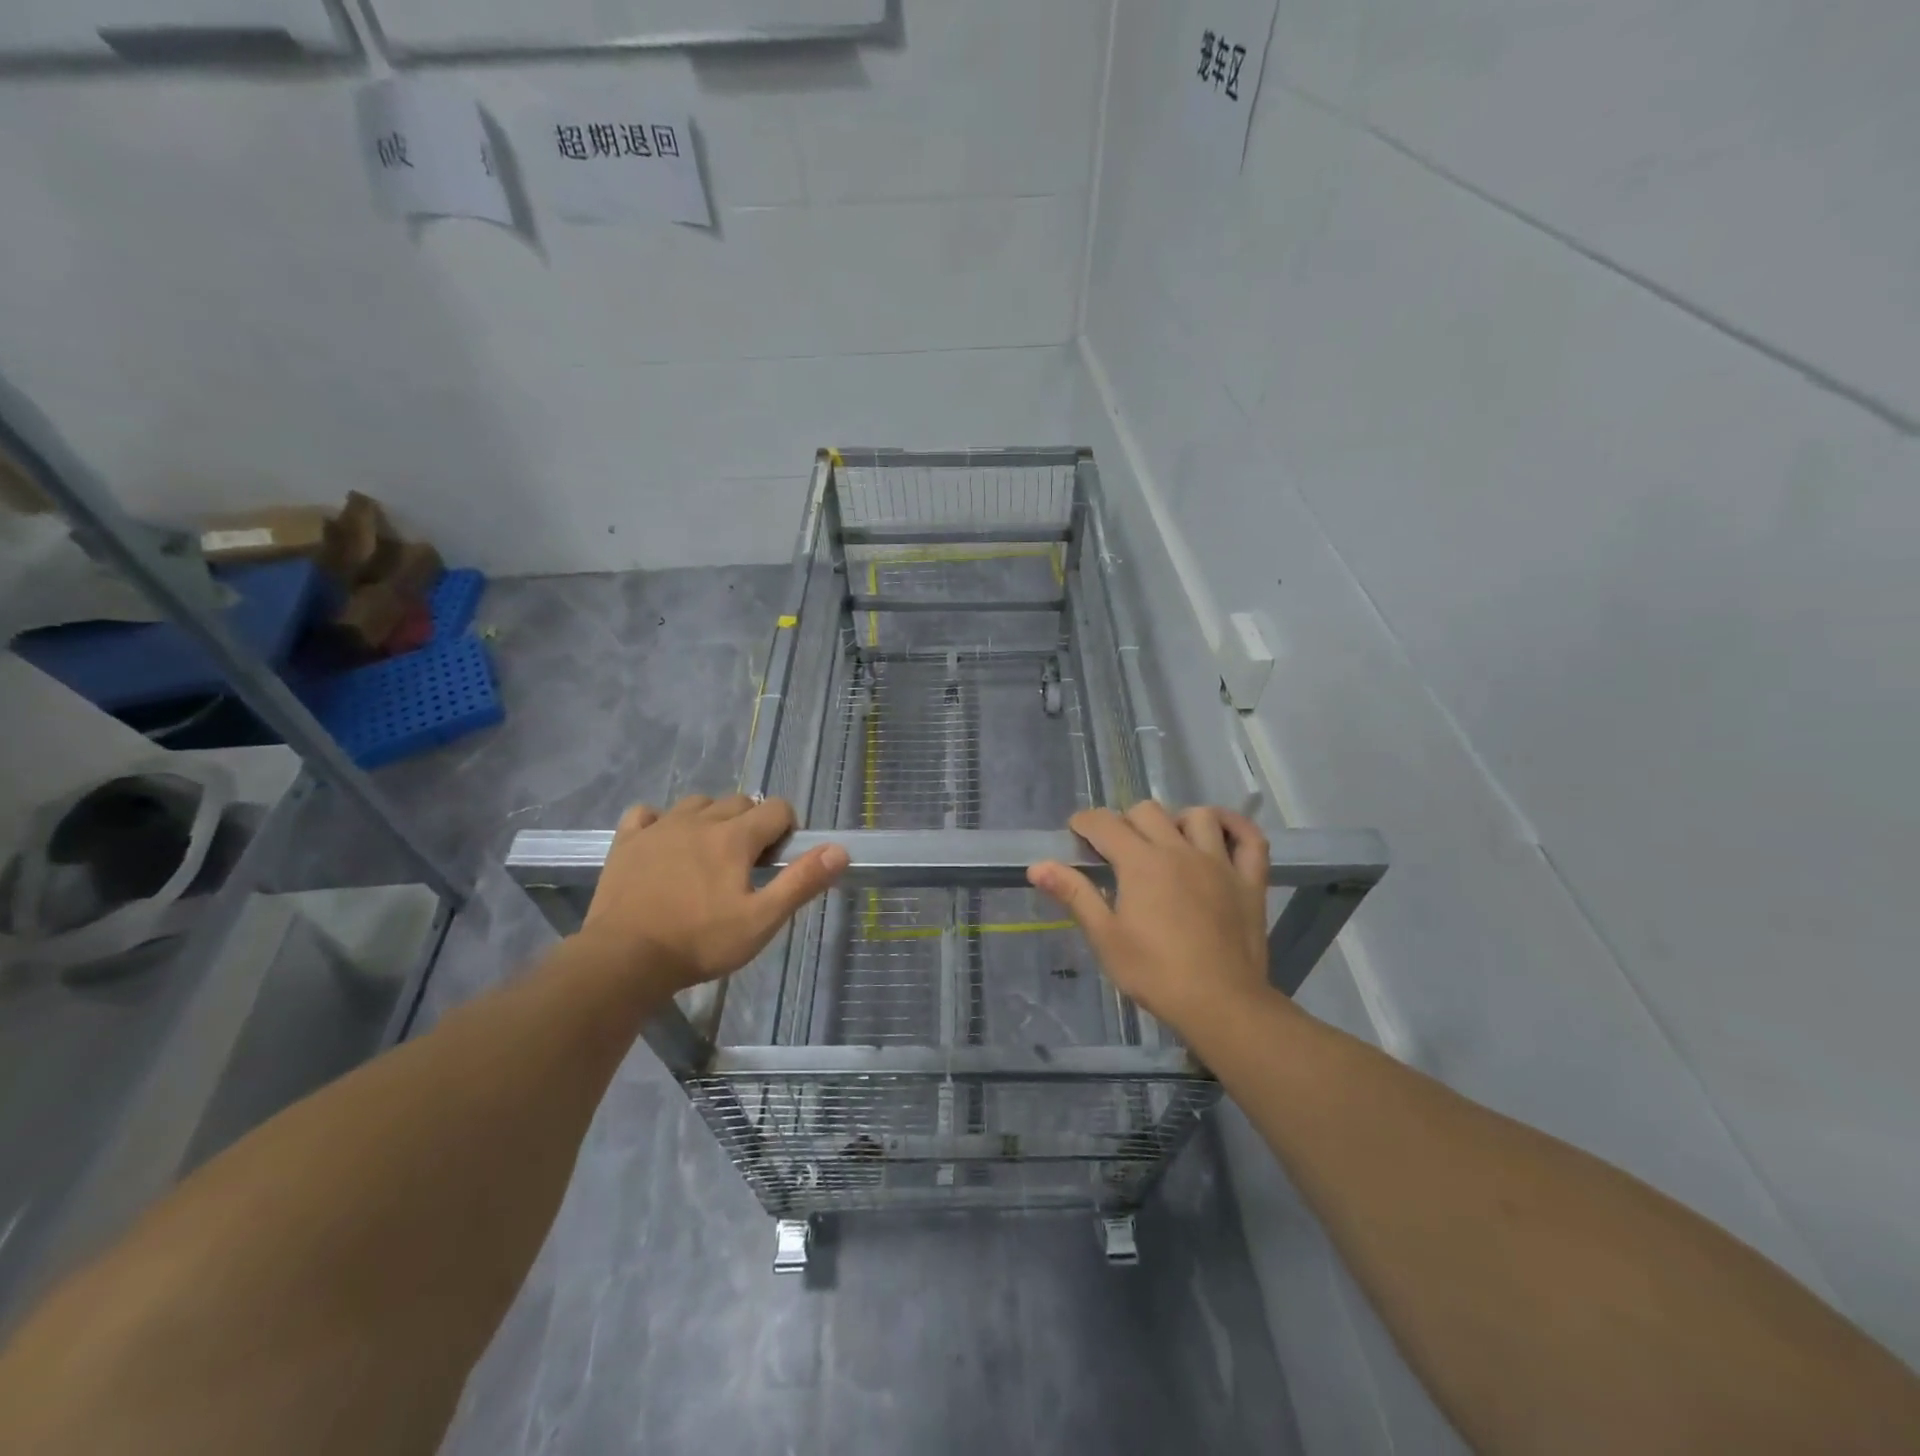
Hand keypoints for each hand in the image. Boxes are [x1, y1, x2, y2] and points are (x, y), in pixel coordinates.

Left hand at [577, 795, 847, 993]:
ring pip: (696, 804)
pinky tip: (663, 844)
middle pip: (738, 802)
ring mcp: (659, 827)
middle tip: (747, 865)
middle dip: (752, 824)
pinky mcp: (627, 841)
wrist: (623, 960)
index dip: (786, 829)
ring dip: (711, 819)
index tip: (778, 861)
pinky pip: (647, 814)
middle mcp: (699, 820)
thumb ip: (801, 882)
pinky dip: (660, 821)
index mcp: (735, 837)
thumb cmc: (700, 942)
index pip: (776, 808)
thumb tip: (839, 850)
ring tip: (709, 854)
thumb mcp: (761, 920)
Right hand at [1028, 802, 1280, 1037]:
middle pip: (1147, 811)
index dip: (1084, 823)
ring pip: (1197, 816)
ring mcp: (1219, 862)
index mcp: (1141, 863)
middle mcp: (1179, 850)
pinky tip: (1220, 829)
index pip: (1104, 823)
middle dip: (1125, 822)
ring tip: (1166, 842)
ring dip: (1175, 821)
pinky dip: (1235, 826)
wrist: (1221, 1004)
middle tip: (1116, 851)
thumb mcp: (1105, 937)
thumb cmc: (1155, 973)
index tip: (1075, 836)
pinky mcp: (1249, 880)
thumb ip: (1074, 894)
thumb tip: (1037, 865)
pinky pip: (1250, 838)